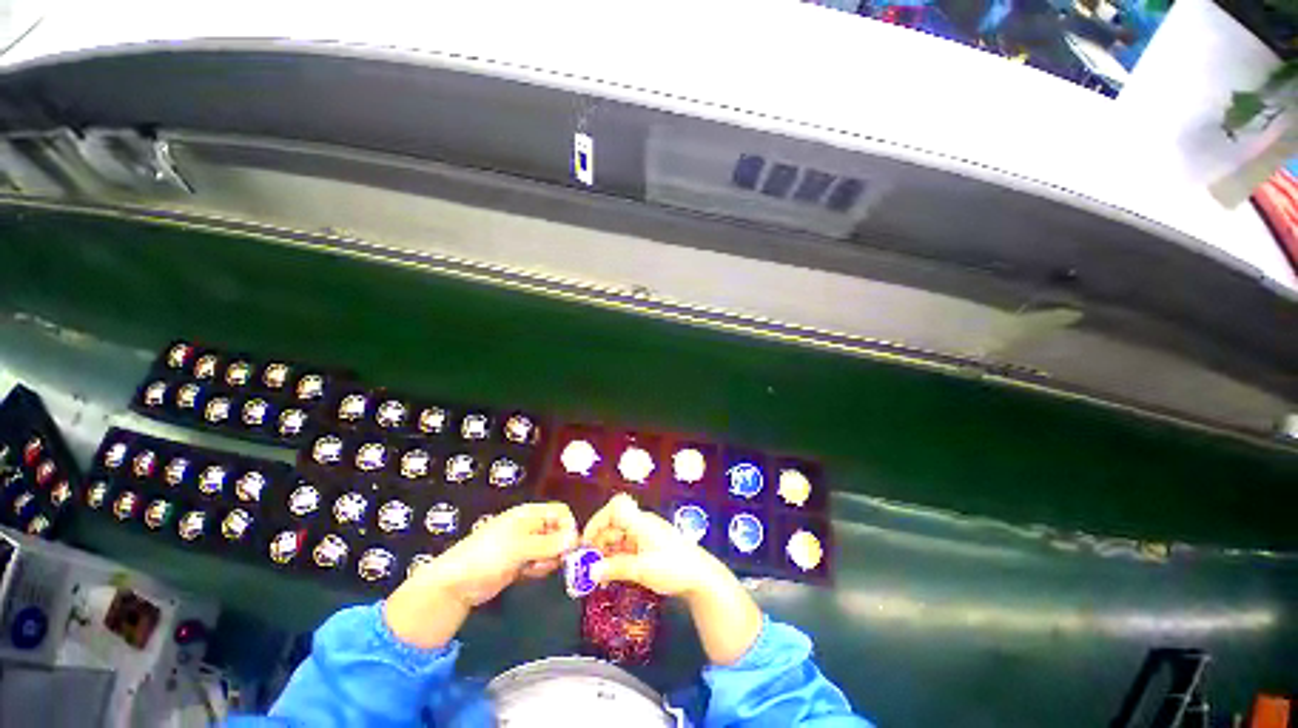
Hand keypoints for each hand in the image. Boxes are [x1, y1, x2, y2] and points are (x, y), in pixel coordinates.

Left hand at [385, 502, 577, 648]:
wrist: (455, 583)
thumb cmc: (487, 556)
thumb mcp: (520, 548)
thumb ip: (549, 544)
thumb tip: (575, 539)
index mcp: (529, 514)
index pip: (560, 512)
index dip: (568, 526)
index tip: (570, 546)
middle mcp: (529, 526)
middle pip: (557, 530)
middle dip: (558, 546)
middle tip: (552, 561)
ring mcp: (524, 544)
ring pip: (551, 548)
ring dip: (548, 559)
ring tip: (534, 567)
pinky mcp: (519, 561)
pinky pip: (540, 561)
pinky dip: (539, 568)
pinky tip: (528, 573)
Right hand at [581, 492, 722, 598]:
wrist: (701, 577)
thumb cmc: (673, 567)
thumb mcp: (642, 570)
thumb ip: (615, 568)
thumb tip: (591, 571)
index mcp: (640, 522)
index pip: (615, 508)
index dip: (598, 521)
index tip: (587, 542)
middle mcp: (641, 524)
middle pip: (613, 524)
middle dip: (598, 542)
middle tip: (588, 565)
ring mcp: (645, 535)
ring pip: (618, 537)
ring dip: (606, 553)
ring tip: (598, 575)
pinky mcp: (649, 546)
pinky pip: (626, 547)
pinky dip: (616, 558)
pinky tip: (611, 575)